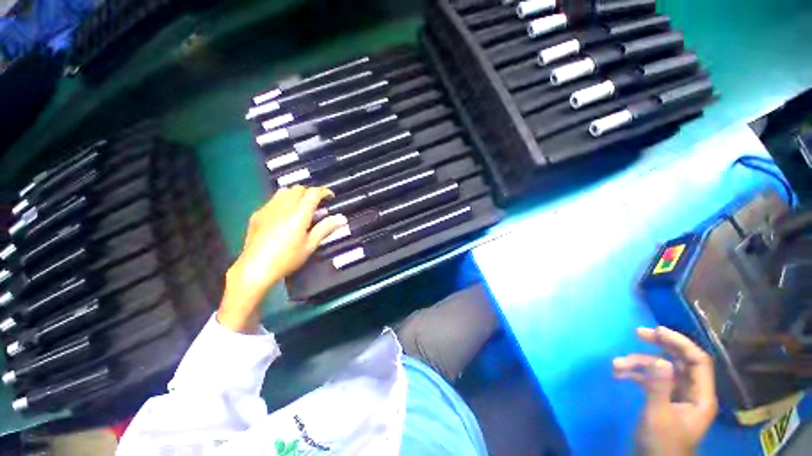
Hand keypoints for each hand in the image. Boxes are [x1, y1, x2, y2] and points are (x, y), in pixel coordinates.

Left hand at [218, 186, 346, 332]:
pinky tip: (284, 215)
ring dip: (296, 194)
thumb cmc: (287, 258)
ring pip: (284, 191)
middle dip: (310, 192)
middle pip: (298, 189)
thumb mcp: (310, 245)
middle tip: (317, 204)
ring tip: (301, 207)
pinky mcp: (258, 214)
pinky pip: (273, 200)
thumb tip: (342, 218)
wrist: (255, 268)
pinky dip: (283, 201)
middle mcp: (283, 206)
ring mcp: (268, 209)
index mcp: (299, 214)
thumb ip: (325, 228)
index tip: (330, 197)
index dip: (324, 192)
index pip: (313, 193)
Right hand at [613, 326, 717, 455]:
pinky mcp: (664, 400)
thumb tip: (659, 359)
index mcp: (701, 396)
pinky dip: (636, 375)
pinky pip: (652, 380)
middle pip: (680, 361)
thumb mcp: (658, 415)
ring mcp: (678, 396)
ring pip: (662, 369)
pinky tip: (620, 375)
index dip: (680, 342)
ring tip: (617, 365)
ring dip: (639, 363)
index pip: (697, 361)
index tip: (657, 330)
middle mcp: (693, 392)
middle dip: (659, 346)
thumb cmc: (660, 444)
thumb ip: (660, 386)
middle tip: (638, 334)